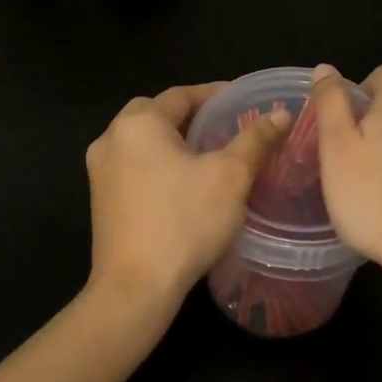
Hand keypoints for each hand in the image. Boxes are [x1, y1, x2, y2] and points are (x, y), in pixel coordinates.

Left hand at [86, 83, 288, 311]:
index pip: (182, 94)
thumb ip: (255, 139)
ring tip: (210, 152)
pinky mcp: (101, 199)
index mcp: (139, 123)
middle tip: (226, 125)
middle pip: (157, 112)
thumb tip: (281, 114)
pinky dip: (159, 163)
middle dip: (192, 115)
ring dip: (174, 140)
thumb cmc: (184, 222)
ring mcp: (100, 171)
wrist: (136, 288)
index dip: (216, 94)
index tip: (245, 102)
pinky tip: (185, 181)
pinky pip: (134, 166)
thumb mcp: (230, 176)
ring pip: (143, 141)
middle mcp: (111, 138)